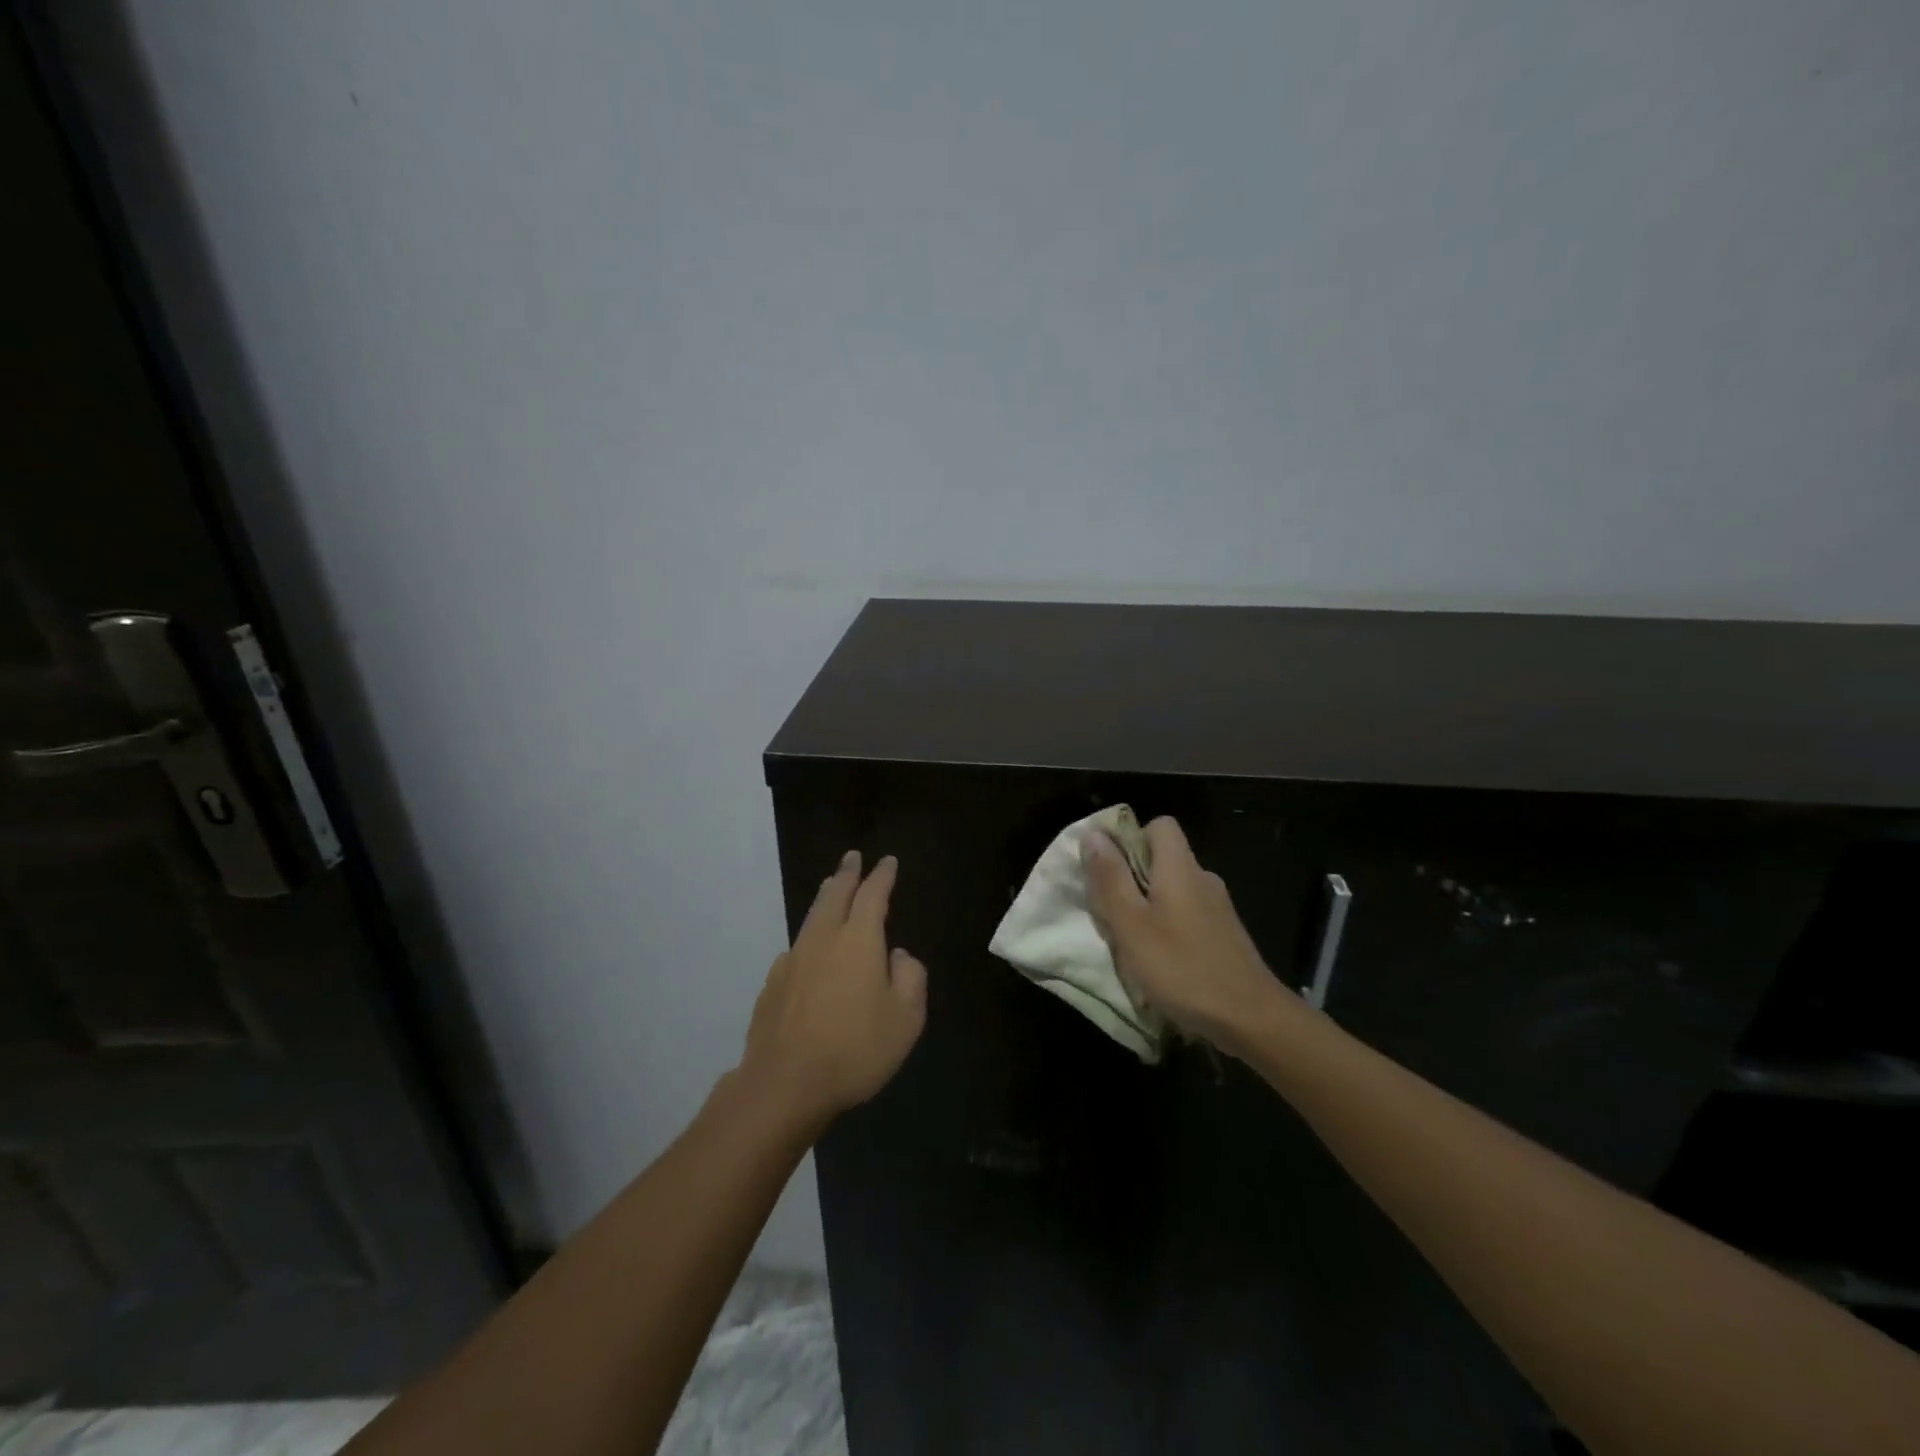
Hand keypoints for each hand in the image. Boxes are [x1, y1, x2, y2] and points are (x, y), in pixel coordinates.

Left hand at [739, 851, 927, 1126]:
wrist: (784, 1084)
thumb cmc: (855, 1049)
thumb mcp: (906, 1018)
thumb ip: (910, 977)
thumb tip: (897, 956)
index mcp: (858, 941)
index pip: (872, 895)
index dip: (882, 876)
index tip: (887, 861)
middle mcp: (822, 940)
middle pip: (834, 895)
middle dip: (847, 873)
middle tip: (852, 858)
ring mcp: (792, 961)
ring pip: (811, 917)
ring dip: (825, 898)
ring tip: (832, 889)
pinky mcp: (772, 985)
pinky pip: (797, 948)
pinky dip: (810, 936)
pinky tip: (810, 951)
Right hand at [1084, 816, 1290, 1054]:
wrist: (1251, 1019)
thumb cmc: (1182, 968)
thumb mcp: (1132, 925)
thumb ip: (1110, 878)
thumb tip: (1093, 834)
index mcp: (1180, 868)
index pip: (1160, 825)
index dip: (1131, 838)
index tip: (1109, 869)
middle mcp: (1203, 879)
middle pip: (1163, 859)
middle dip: (1132, 879)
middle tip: (1112, 913)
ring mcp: (1218, 909)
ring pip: (1173, 891)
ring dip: (1148, 908)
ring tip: (1131, 942)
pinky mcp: (1225, 935)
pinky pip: (1187, 915)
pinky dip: (1168, 929)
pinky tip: (1161, 961)